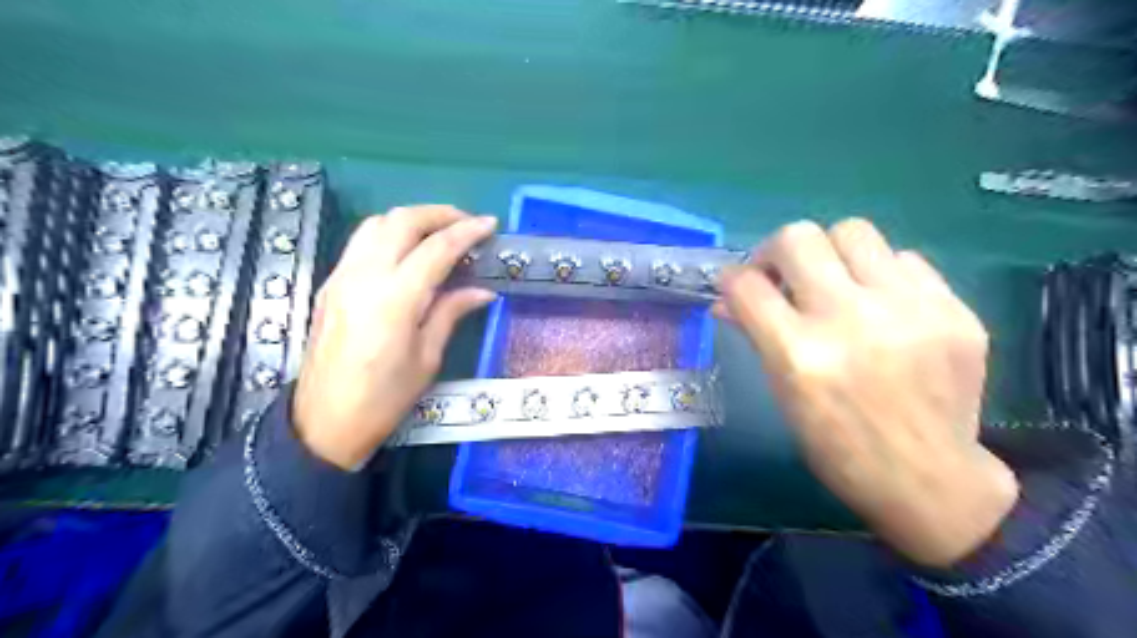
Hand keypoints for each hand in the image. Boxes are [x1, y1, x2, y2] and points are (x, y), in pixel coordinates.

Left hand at [289, 206, 495, 469]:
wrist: (323, 423)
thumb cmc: (384, 398)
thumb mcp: (427, 358)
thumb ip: (451, 313)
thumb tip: (482, 291)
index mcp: (395, 299)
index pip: (436, 248)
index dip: (467, 231)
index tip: (490, 224)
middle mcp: (364, 277)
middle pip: (402, 221)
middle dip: (439, 214)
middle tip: (467, 223)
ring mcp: (342, 277)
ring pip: (376, 223)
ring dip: (411, 219)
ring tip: (439, 233)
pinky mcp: (330, 284)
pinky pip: (362, 242)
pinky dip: (390, 234)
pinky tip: (408, 252)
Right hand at [713, 219, 1017, 566]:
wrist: (928, 479)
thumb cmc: (836, 445)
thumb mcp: (783, 393)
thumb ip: (755, 334)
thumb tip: (727, 298)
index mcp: (799, 354)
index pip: (747, 284)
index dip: (732, 278)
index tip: (737, 284)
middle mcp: (850, 320)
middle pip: (798, 238)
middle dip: (776, 251)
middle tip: (781, 275)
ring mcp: (908, 310)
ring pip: (852, 231)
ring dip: (829, 253)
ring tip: (833, 281)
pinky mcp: (953, 310)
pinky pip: (904, 259)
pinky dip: (880, 274)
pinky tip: (881, 304)